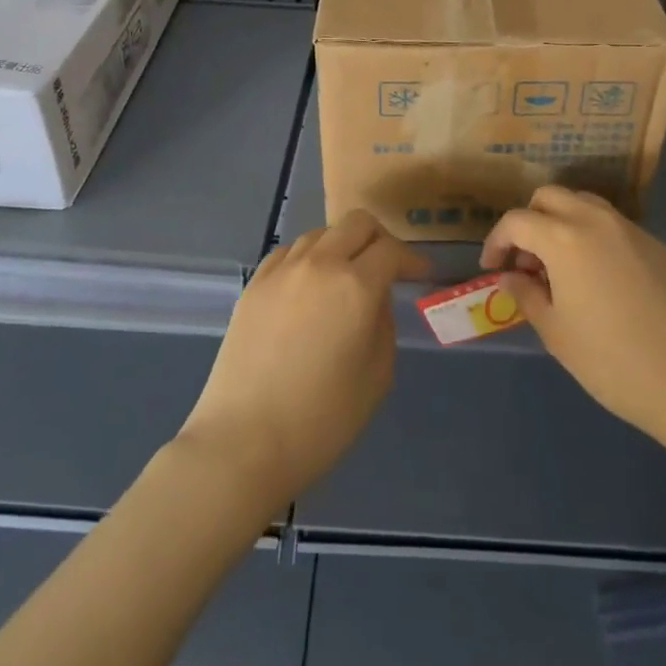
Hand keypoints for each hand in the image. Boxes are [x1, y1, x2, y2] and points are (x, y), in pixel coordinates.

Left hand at [180, 210, 429, 502]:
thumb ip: (383, 323)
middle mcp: (319, 263)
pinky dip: (309, 259)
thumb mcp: (377, 376)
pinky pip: (290, 252)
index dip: (412, 259)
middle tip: (387, 267)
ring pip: (321, 233)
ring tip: (345, 279)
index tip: (421, 274)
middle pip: (357, 223)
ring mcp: (282, 269)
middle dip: (379, 238)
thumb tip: (375, 298)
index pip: (391, 250)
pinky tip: (309, 289)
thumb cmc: (321, 420)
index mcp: (355, 286)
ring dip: (341, 247)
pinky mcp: (255, 283)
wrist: (243, 442)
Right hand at [481, 186, 665, 447]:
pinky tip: (600, 278)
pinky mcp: (657, 245)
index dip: (497, 241)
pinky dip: (594, 236)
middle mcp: (595, 219)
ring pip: (584, 203)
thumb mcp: (556, 332)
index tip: (493, 267)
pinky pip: (614, 226)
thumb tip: (510, 277)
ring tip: (561, 265)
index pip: (516, 221)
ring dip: (562, 221)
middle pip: (550, 196)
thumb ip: (526, 295)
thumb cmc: (611, 361)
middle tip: (527, 260)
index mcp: (563, 238)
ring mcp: (630, 229)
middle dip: (529, 220)